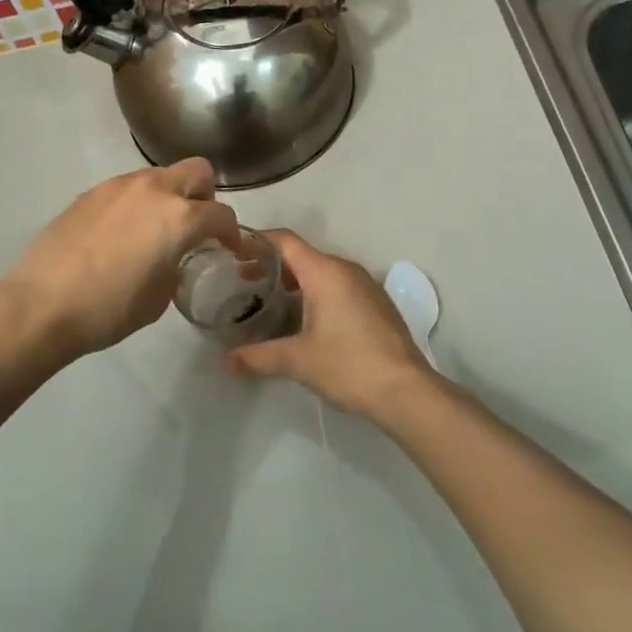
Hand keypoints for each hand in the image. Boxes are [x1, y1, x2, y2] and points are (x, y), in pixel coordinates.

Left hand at [4, 159, 240, 360]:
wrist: (43, 304)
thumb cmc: (109, 308)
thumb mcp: (159, 298)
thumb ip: (176, 267)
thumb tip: (171, 259)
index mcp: (180, 218)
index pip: (221, 214)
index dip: (231, 232)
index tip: (229, 247)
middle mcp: (154, 190)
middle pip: (197, 171)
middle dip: (204, 195)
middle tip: (195, 225)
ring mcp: (119, 186)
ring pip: (159, 175)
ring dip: (168, 195)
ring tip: (154, 229)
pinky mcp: (91, 192)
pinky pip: (127, 188)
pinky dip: (136, 203)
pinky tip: (121, 233)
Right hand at [225, 230, 435, 420]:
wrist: (406, 390)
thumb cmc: (348, 365)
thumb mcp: (297, 361)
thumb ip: (258, 357)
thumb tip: (226, 362)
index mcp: (324, 272)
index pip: (285, 241)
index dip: (258, 241)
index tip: (234, 253)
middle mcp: (346, 269)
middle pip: (303, 254)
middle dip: (273, 265)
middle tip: (245, 283)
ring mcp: (365, 285)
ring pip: (323, 271)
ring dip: (296, 280)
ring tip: (271, 301)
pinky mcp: (377, 303)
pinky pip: (339, 286)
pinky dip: (317, 292)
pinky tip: (306, 319)